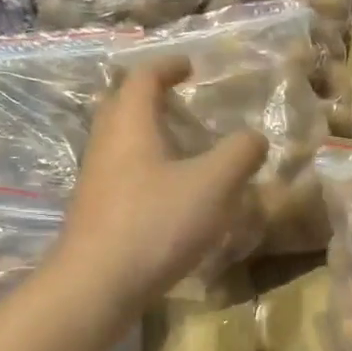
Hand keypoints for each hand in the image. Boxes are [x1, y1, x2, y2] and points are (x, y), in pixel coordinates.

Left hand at [61, 59, 266, 308]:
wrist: (97, 284)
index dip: (167, 66)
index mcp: (131, 125)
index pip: (143, 78)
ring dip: (147, 135)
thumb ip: (239, 154)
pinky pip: (121, 174)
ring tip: (181, 148)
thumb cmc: (156, 223)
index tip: (190, 66)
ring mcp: (96, 180)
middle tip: (179, 101)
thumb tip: (255, 137)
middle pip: (121, 106)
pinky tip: (168, 193)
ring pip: (120, 142)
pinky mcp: (96, 212)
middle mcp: (106, 144)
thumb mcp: (213, 185)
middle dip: (149, 97)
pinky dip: (145, 168)